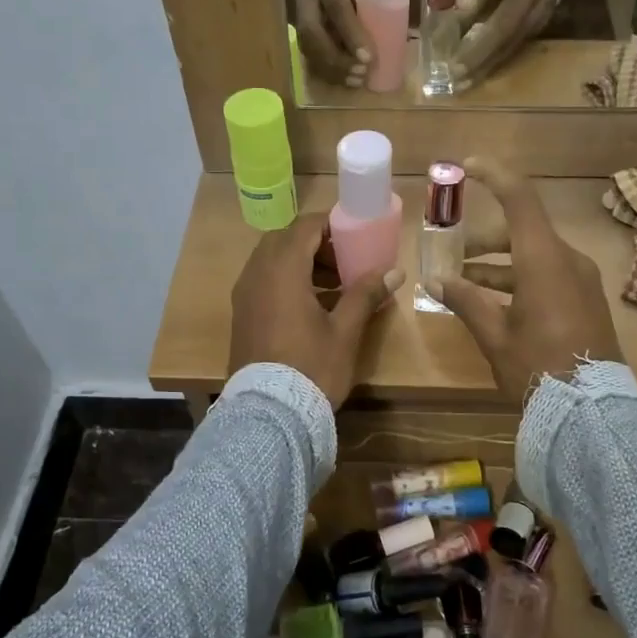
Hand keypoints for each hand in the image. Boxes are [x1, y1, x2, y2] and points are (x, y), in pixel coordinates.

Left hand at [230, 212, 403, 408]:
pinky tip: (312, 306)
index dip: (331, 224)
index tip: (356, 233)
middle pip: (285, 241)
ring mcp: (244, 296)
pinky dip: (286, 282)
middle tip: (345, 261)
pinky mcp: (241, 315)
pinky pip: (263, 282)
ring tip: (335, 286)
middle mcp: (256, 275)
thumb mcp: (345, 331)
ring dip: (301, 263)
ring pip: (271, 262)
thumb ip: (366, 295)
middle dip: (316, 244)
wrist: (269, 413)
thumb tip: (394, 271)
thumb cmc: (311, 367)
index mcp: (282, 270)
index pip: (305, 227)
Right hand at [295, 0, 373, 86]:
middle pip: (314, 33)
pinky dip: (326, 71)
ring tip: (356, 82)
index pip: (336, 6)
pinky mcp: (300, 27)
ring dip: (332, 69)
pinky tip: (344, 81)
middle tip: (362, 73)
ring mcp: (299, 12)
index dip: (351, 34)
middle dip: (338, 59)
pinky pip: (308, 54)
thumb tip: (403, 28)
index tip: (369, 57)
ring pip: (308, 47)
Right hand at [431, 157, 623, 395]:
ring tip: (464, 281)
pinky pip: (549, 274)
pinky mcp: (586, 300)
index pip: (520, 199)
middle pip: (523, 231)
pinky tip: (495, 301)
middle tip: (453, 252)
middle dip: (485, 239)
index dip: (494, 176)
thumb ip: (465, 301)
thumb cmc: (537, 367)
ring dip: (499, 264)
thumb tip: (436, 280)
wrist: (592, 410)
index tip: (468, 166)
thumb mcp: (494, 335)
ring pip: (535, 255)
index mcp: (544, 260)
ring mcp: (581, 281)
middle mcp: (567, 261)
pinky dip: (519, 278)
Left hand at [451, 0, 557, 93]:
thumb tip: (461, 9)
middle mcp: (534, 12)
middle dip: (477, 61)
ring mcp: (537, 23)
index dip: (476, 44)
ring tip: (461, 83)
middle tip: (452, 78)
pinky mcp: (535, 30)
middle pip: (503, 42)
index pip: (500, 23)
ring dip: (484, 68)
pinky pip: (512, 50)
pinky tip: (476, 73)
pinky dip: (493, 63)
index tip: (452, 60)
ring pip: (508, 50)